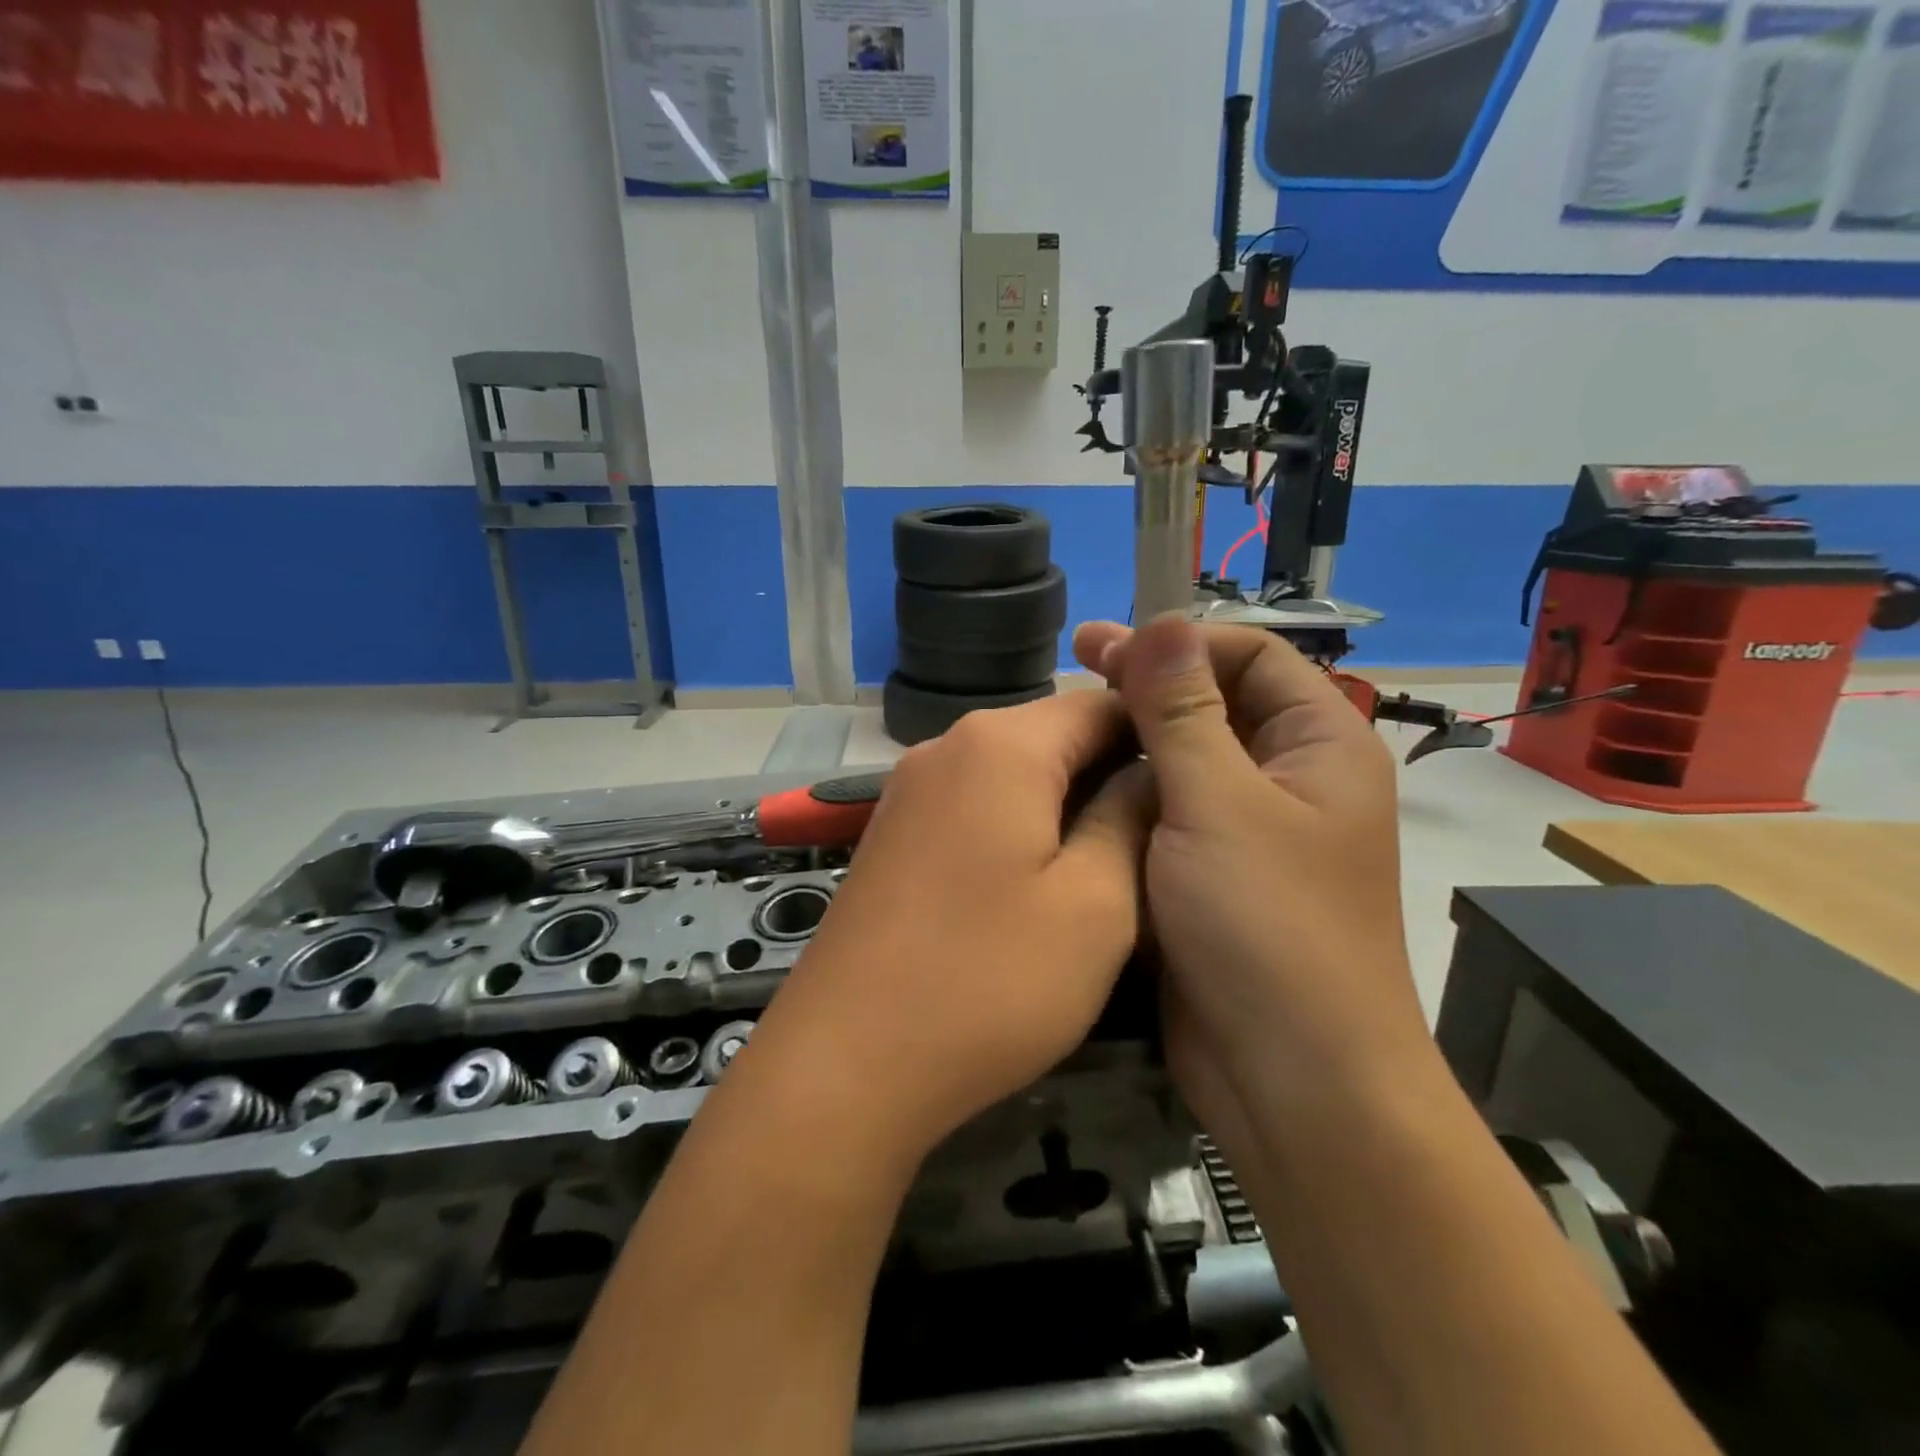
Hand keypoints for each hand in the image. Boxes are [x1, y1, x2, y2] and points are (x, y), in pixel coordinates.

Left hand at [731, 692, 1152, 1168]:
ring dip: (1064, 803)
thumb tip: (1148, 774)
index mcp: (1001, 743)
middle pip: (1052, 734)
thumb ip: (1129, 821)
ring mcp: (910, 788)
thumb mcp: (1095, 905)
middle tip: (1159, 836)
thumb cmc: (988, 980)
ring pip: (1013, 771)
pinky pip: (974, 803)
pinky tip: (1037, 880)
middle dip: (1110, 772)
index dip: (1155, 735)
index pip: (1099, 701)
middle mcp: (947, 745)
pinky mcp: (892, 831)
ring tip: (1108, 863)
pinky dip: (1016, 824)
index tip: (1194, 786)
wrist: (846, 1059)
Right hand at [1072, 614, 1432, 1139]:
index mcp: (1319, 746)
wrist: (1290, 1078)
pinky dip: (1132, 788)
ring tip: (1070, 720)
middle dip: (1150, 681)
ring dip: (1136, 733)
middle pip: (1217, 702)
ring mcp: (1250, 828)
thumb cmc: (1267, 926)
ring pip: (1188, 756)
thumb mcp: (1218, 803)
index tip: (1105, 647)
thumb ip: (1183, 711)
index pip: (1252, 655)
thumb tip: (1161, 621)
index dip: (1181, 641)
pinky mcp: (1212, 872)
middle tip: (1076, 662)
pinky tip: (1083, 782)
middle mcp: (1291, 778)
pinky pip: (1171, 808)